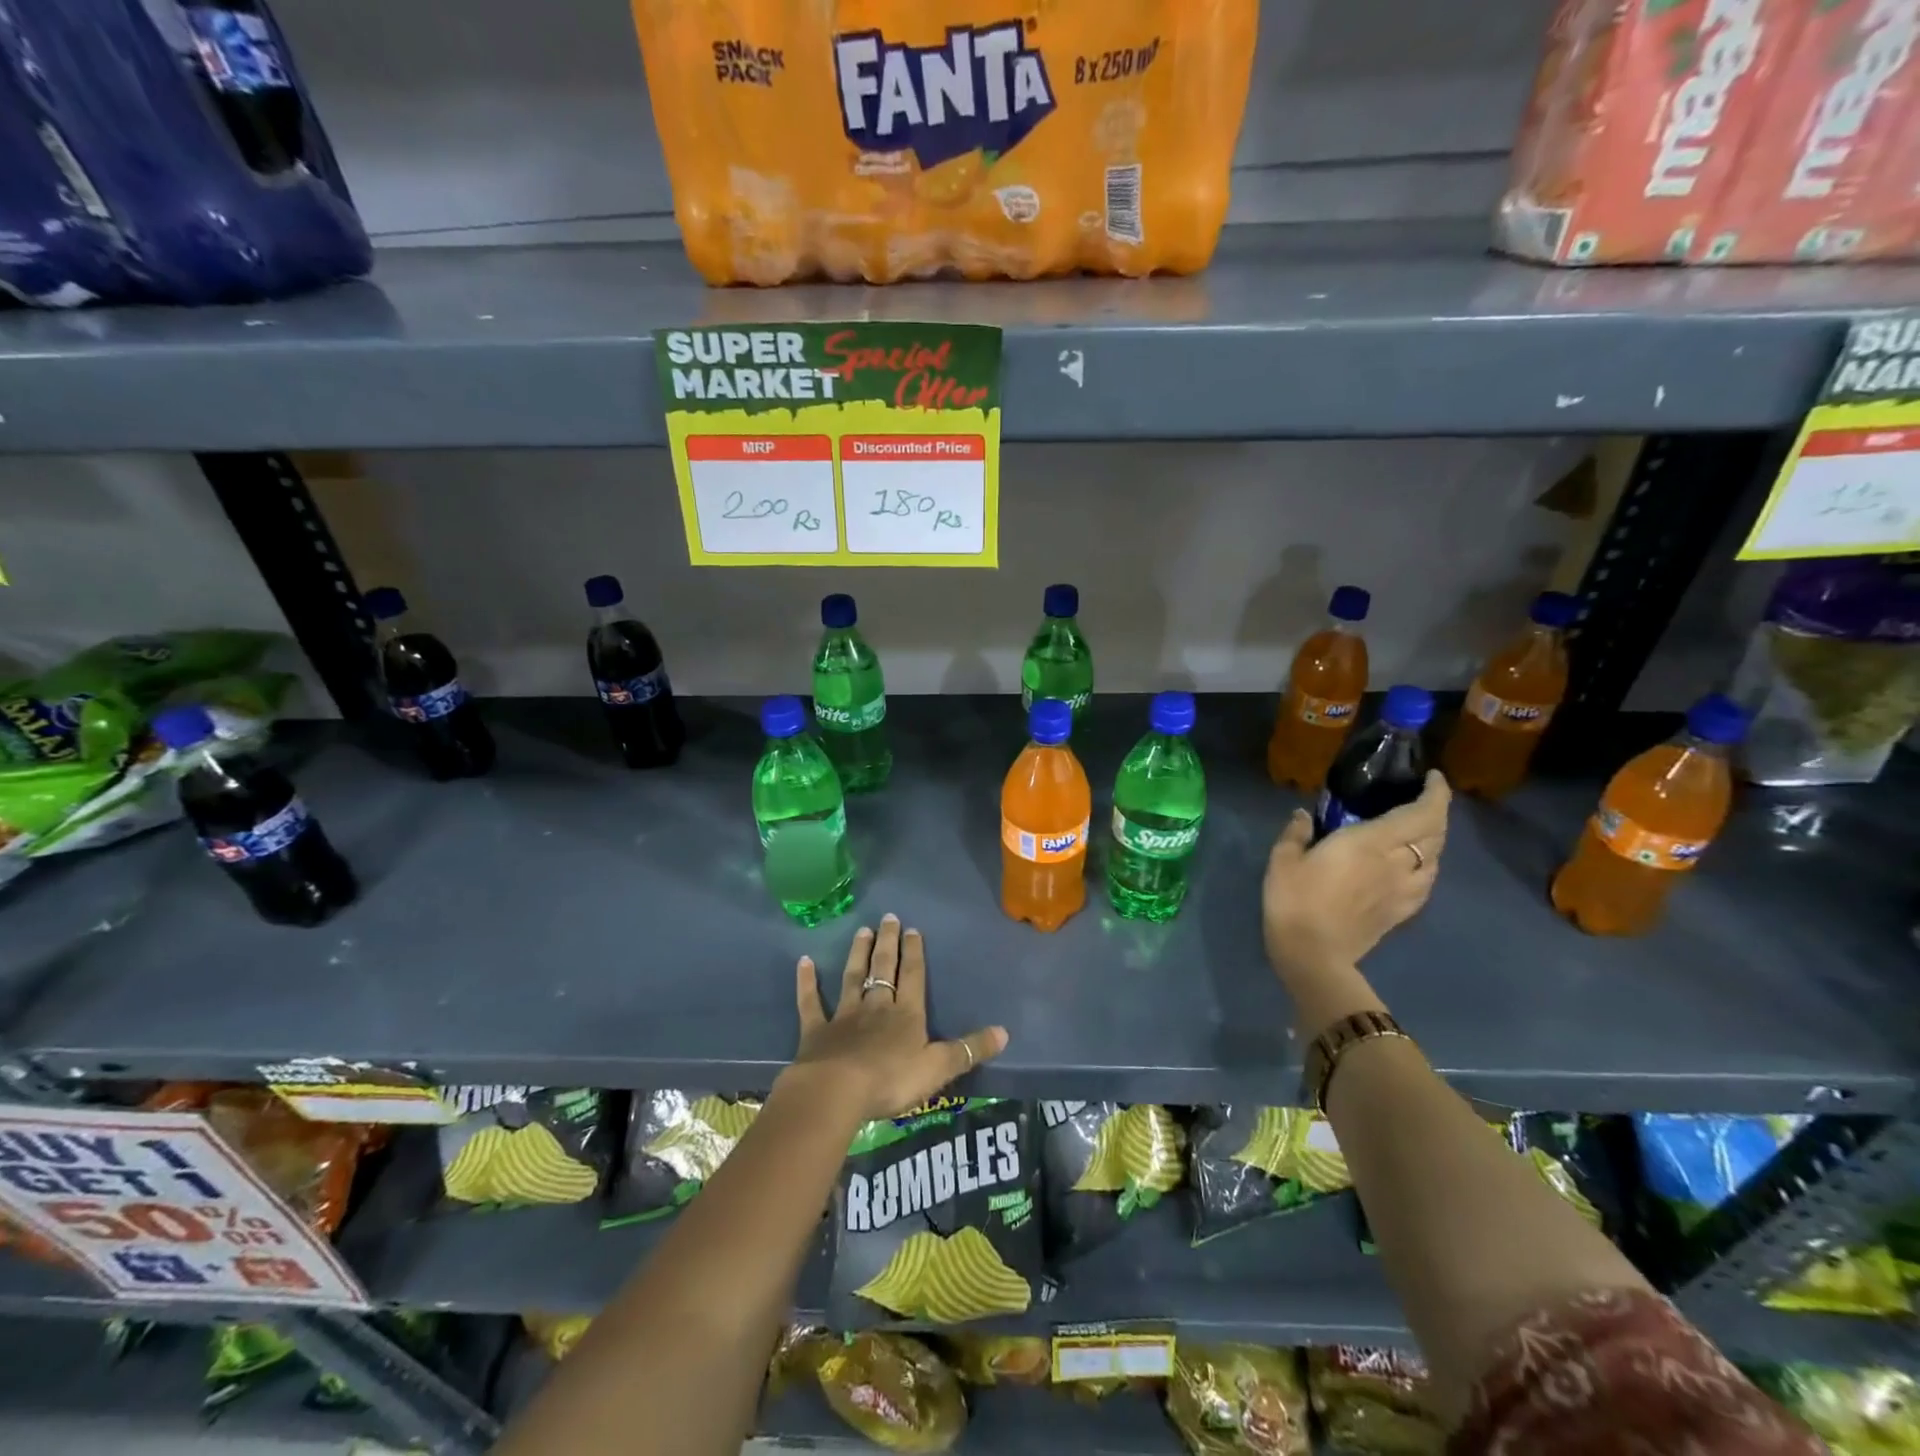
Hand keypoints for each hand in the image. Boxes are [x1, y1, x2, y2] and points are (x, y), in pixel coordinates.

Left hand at [783, 914, 1008, 1124]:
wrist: (837, 1091)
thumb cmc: (891, 1080)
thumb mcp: (938, 1068)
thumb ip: (969, 1050)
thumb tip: (1005, 1032)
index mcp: (906, 1015)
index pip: (913, 976)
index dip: (914, 953)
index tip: (913, 930)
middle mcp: (876, 1007)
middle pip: (883, 969)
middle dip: (888, 943)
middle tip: (888, 918)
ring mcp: (844, 1016)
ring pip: (852, 978)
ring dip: (857, 954)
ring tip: (861, 930)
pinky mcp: (816, 1031)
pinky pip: (811, 1002)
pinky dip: (807, 982)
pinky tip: (804, 962)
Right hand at [1263, 771, 1450, 985]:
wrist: (1312, 954)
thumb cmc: (1295, 900)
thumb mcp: (1283, 859)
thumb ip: (1296, 833)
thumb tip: (1303, 815)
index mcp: (1371, 842)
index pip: (1422, 812)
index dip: (1436, 792)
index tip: (1431, 777)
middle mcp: (1397, 862)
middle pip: (1436, 833)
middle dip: (1437, 811)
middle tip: (1421, 799)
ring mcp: (1403, 890)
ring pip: (1435, 859)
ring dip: (1433, 840)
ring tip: (1417, 831)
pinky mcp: (1402, 912)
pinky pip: (1426, 882)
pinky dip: (1426, 866)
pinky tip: (1412, 867)